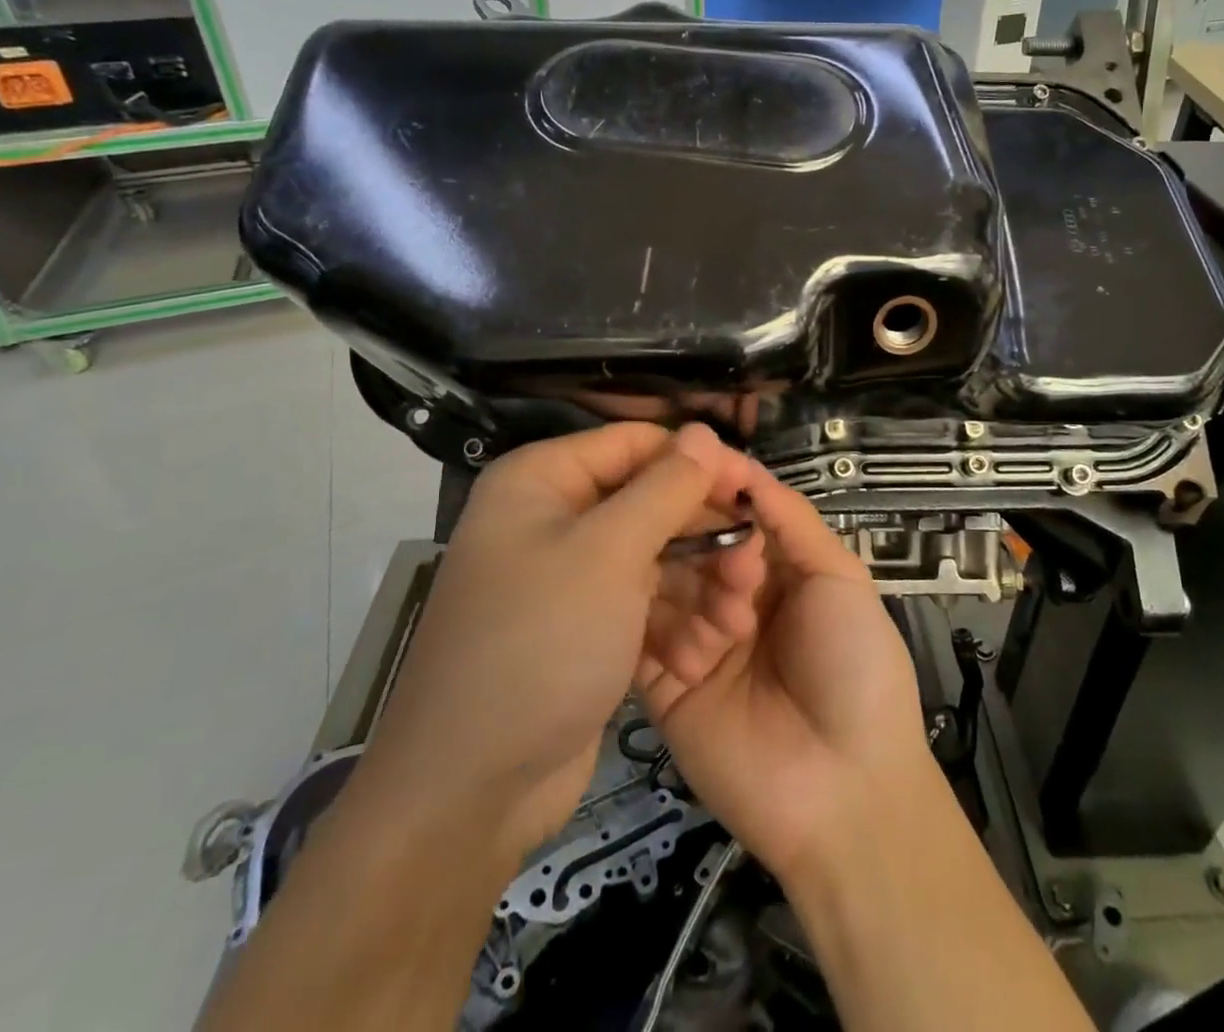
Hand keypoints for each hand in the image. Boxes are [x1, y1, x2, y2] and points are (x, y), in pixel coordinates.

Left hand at [345, 422, 761, 868]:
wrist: (470, 791)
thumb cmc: (539, 645)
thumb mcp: (608, 554)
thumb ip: (664, 488)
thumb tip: (704, 432)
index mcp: (544, 479)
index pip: (638, 443)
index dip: (698, 461)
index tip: (753, 492)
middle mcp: (555, 516)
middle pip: (651, 499)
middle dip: (704, 532)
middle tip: (752, 567)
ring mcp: (571, 574)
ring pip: (655, 553)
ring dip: (700, 581)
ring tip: (739, 616)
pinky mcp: (587, 624)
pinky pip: (644, 599)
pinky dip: (675, 617)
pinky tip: (706, 648)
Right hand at [637, 463, 935, 883]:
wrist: (846, 790)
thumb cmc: (855, 667)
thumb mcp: (841, 579)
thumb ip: (791, 519)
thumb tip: (743, 468)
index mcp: (772, 569)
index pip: (731, 512)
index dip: (715, 487)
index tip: (691, 461)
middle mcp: (727, 596)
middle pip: (691, 543)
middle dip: (701, 537)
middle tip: (715, 552)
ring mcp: (693, 639)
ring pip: (664, 584)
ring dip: (690, 589)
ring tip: (730, 620)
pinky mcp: (663, 686)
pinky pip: (642, 640)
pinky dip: (656, 629)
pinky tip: (689, 642)